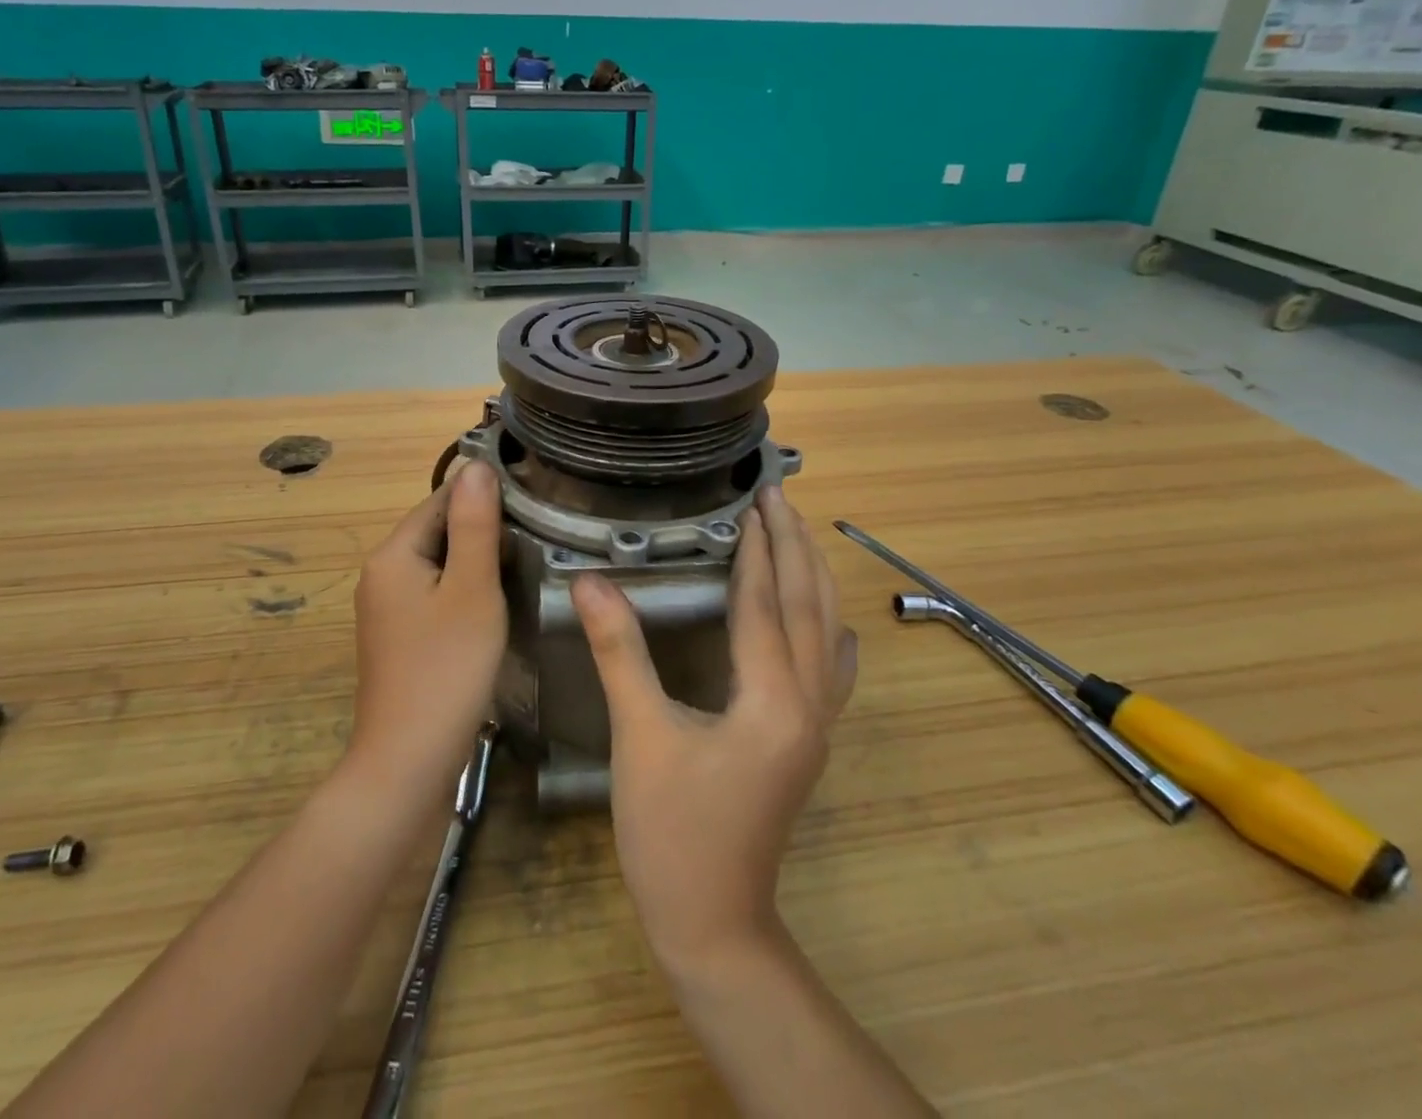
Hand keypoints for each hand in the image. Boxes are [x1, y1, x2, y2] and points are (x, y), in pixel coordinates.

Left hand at [346, 459, 507, 805]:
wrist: (408, 762)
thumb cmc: (446, 669)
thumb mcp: (472, 590)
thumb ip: (475, 526)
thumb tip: (477, 466)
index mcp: (392, 555)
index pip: (440, 500)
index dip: (483, 495)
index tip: (531, 499)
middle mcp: (382, 574)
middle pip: (437, 530)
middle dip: (482, 528)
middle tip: (536, 534)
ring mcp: (387, 609)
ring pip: (438, 564)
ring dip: (476, 560)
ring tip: (524, 562)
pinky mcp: (399, 637)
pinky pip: (435, 594)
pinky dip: (464, 590)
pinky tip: (494, 602)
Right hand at [572, 484, 856, 971]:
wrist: (714, 924)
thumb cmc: (671, 833)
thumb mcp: (640, 738)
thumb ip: (620, 652)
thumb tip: (590, 581)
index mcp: (771, 699)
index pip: (765, 604)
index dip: (757, 549)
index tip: (751, 501)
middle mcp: (807, 705)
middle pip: (809, 608)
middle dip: (795, 547)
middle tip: (779, 497)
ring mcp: (815, 726)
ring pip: (826, 634)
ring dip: (813, 578)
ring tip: (798, 534)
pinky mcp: (807, 742)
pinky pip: (831, 670)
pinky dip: (828, 629)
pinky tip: (829, 622)